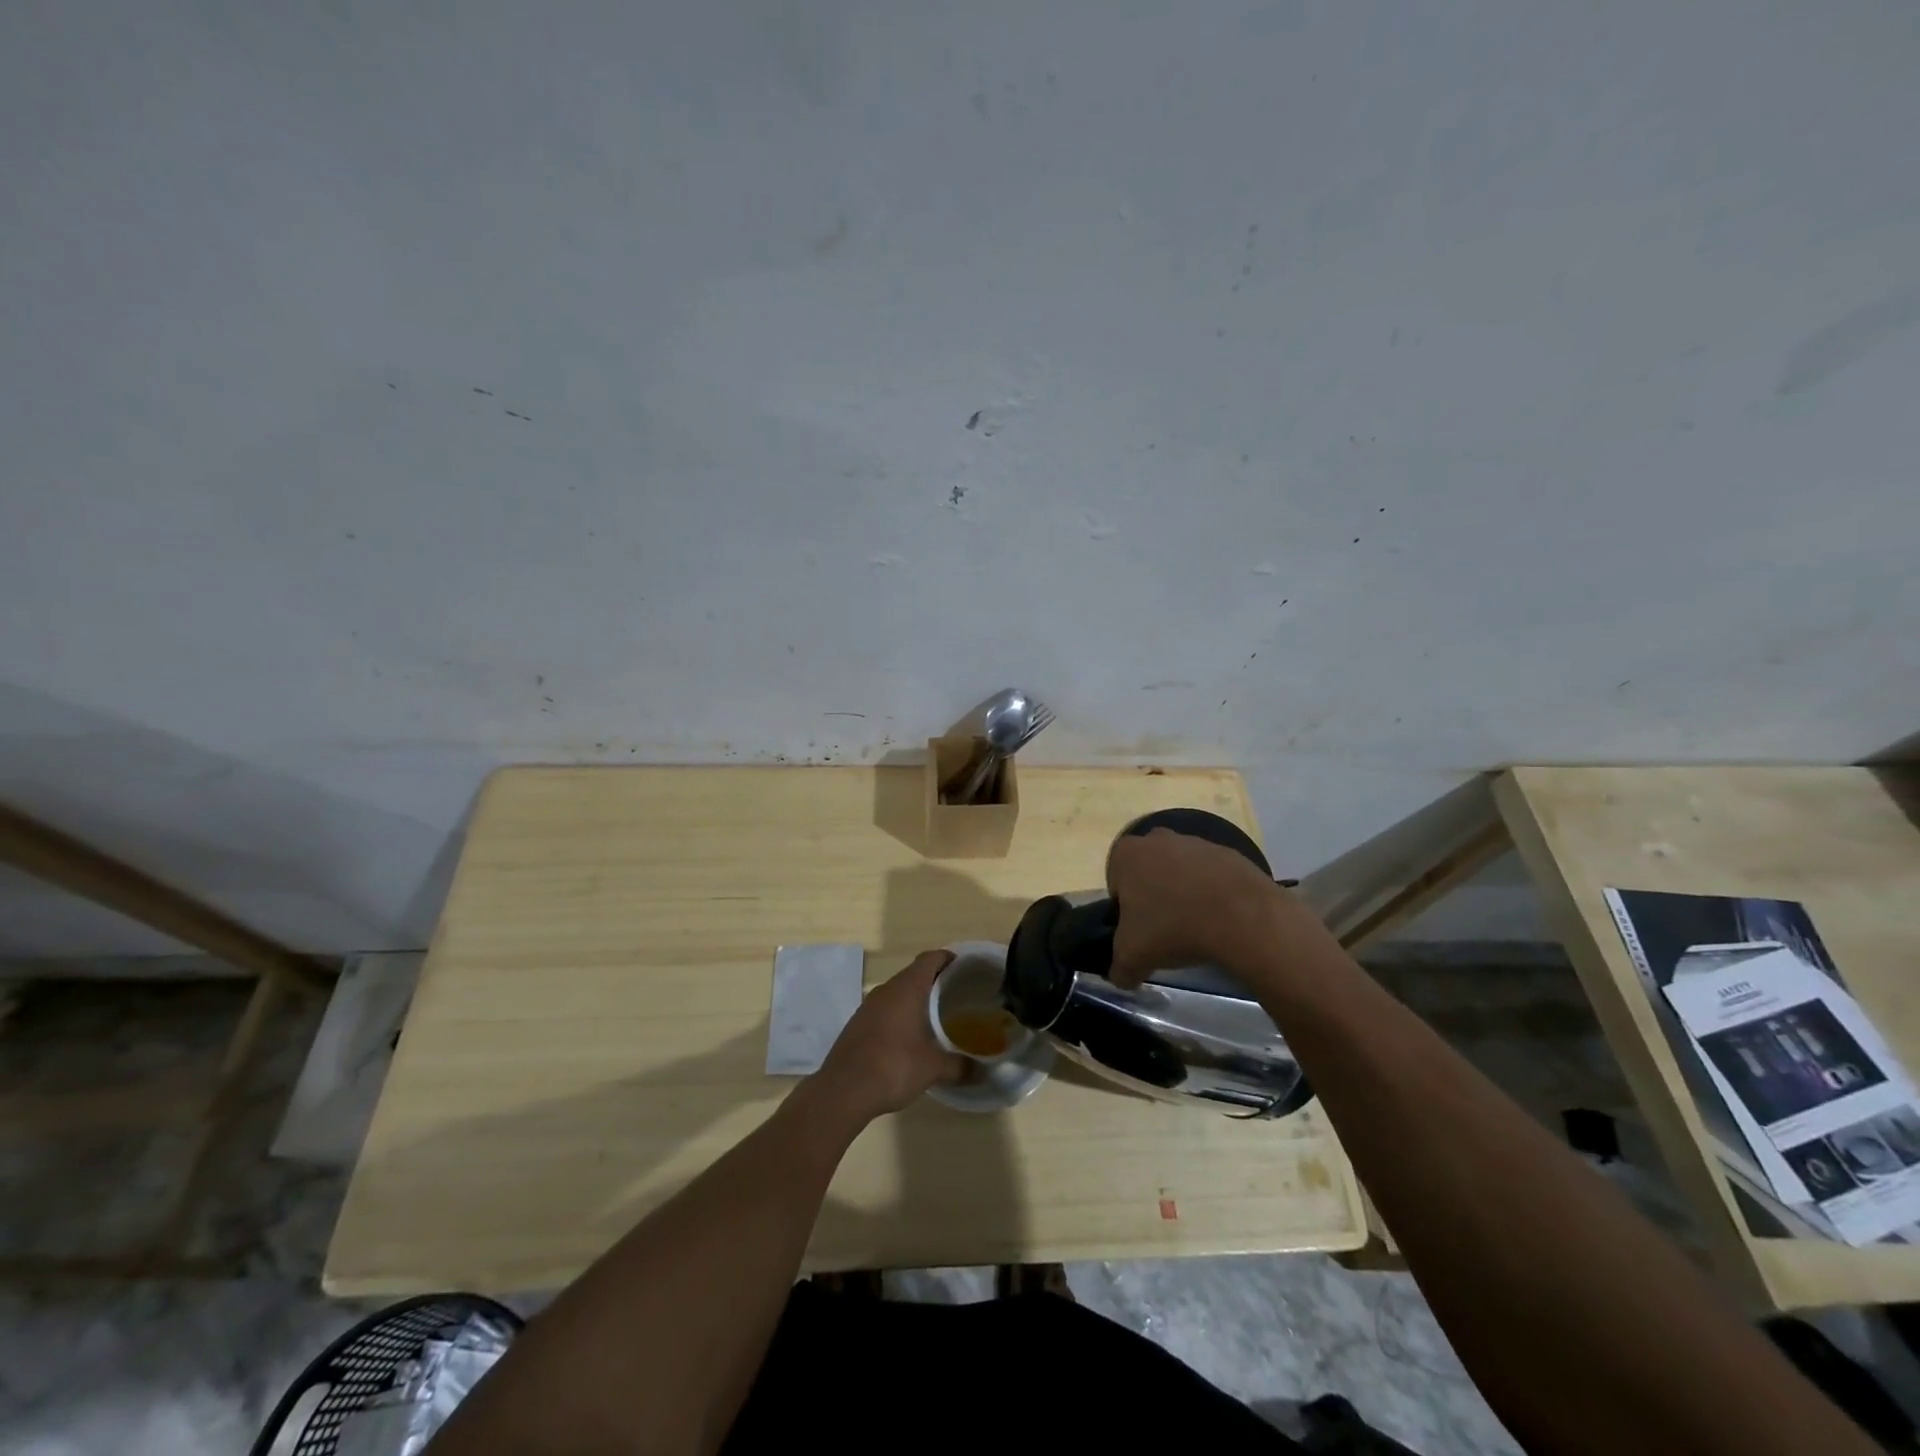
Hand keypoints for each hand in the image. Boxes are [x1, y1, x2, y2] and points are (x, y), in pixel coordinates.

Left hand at [815, 950, 967, 1119]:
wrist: (842, 1091)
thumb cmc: (893, 1067)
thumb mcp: (933, 1069)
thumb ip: (961, 1066)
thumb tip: (983, 1071)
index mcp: (906, 988)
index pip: (930, 958)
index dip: (948, 959)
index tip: (966, 969)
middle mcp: (886, 990)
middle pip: (914, 973)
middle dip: (936, 981)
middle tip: (958, 996)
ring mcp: (868, 1006)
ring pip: (898, 992)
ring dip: (916, 999)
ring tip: (937, 1017)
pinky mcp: (857, 1024)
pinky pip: (885, 1009)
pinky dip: (900, 1014)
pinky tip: (910, 1036)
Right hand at [1105, 827, 1286, 987]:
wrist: (1241, 917)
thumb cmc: (1173, 927)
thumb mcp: (1133, 957)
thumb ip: (1119, 968)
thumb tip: (1121, 977)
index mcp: (1127, 854)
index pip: (1116, 882)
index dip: (1125, 909)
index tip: (1140, 930)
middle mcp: (1158, 839)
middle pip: (1148, 872)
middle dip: (1154, 896)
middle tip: (1165, 929)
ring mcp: (1196, 842)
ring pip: (1181, 872)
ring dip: (1184, 895)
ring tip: (1196, 928)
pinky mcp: (1229, 853)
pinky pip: (1212, 876)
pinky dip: (1212, 894)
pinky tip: (1220, 919)